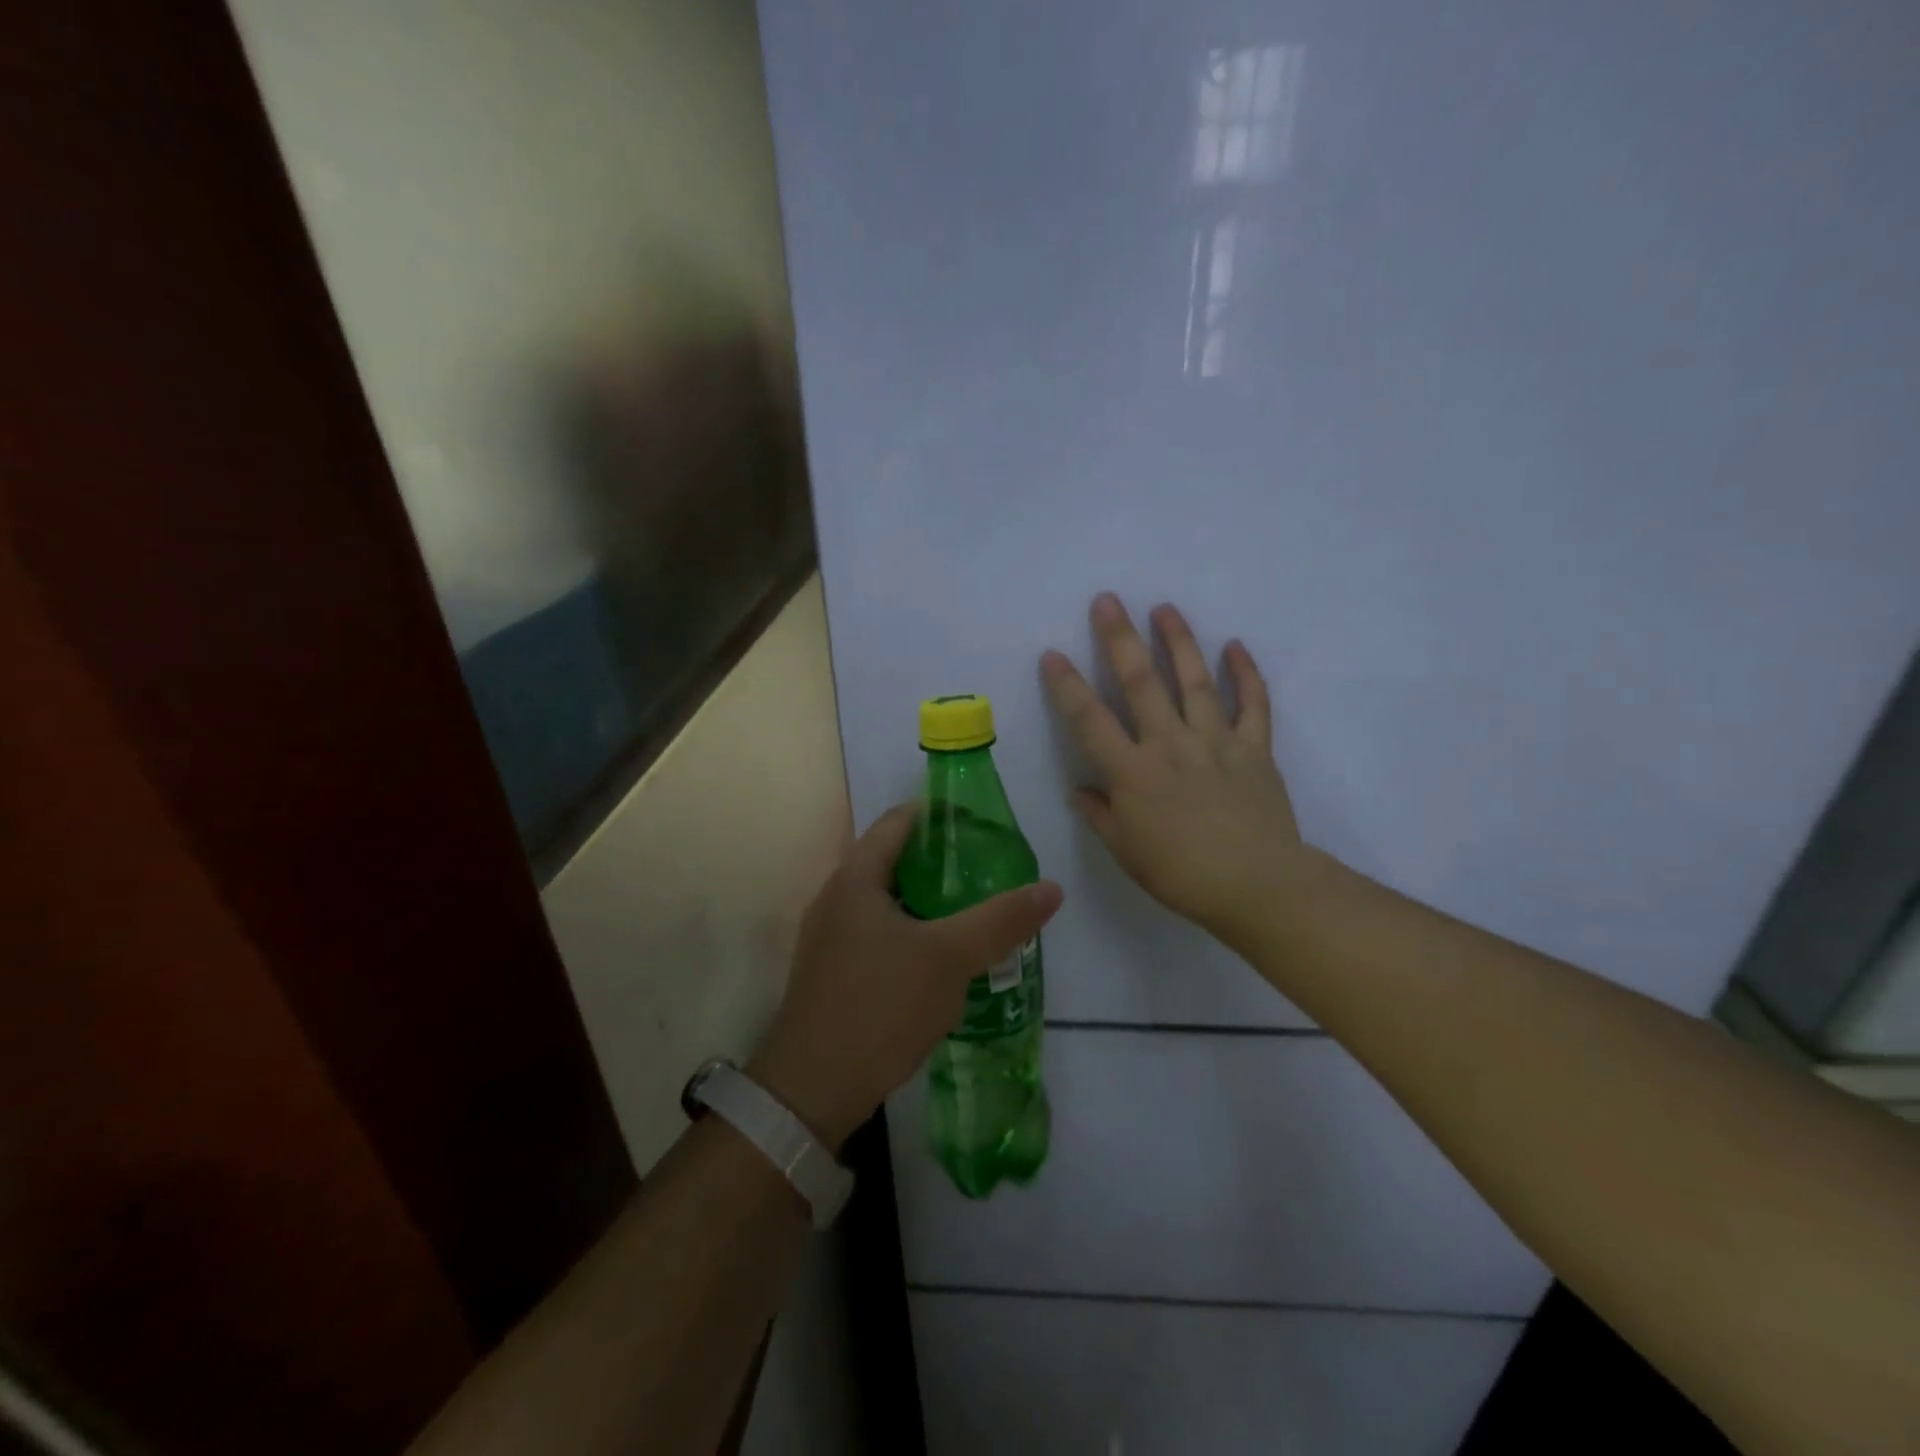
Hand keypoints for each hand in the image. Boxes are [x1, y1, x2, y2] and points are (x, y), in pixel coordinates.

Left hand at [749, 806, 1063, 1150]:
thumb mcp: (950, 959)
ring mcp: (829, 937)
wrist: (812, 1090)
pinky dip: (911, 933)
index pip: (899, 821)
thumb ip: (1000, 920)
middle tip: (989, 873)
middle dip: (941, 863)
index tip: (982, 828)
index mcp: (855, 878)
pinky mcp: (832, 972)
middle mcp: (836, 898)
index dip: (941, 816)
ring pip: (888, 902)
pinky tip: (941, 960)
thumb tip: (1051, 888)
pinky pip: (878, 934)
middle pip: (894, 860)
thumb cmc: (879, 1007)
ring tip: (973, 914)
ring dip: (928, 902)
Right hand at [1041, 593, 1305, 950]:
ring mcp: (1215, 741)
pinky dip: (1245, 674)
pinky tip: (1235, 646)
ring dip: (1178, 641)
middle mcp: (1170, 744)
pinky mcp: (1254, 748)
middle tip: (1107, 600)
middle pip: (1141, 682)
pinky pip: (1252, 704)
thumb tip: (1080, 790)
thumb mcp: (1126, 850)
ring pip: (1194, 680)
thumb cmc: (1180, 873)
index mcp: (1133, 771)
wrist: (1256, 885)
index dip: (1068, 686)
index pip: (1090, 719)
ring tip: (1165, 608)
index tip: (1053, 654)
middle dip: (1119, 638)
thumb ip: (1100, 814)